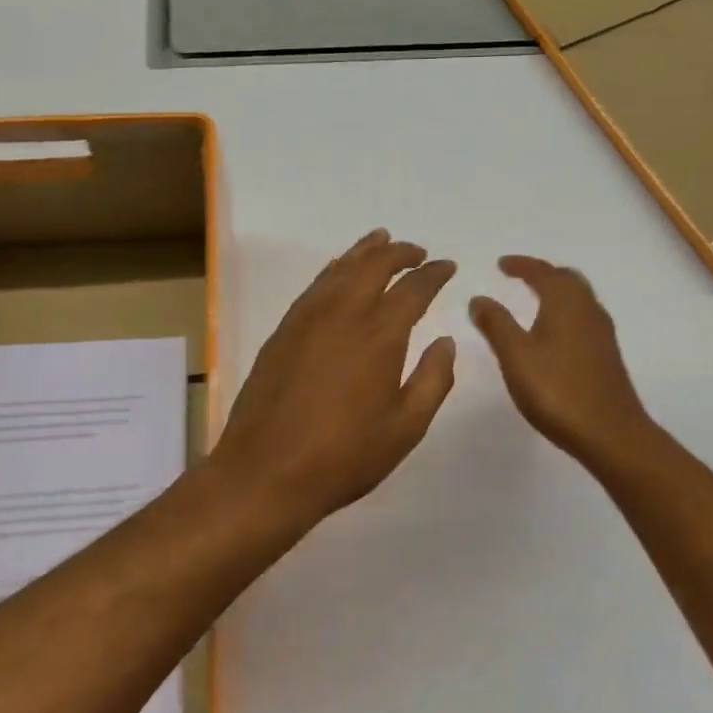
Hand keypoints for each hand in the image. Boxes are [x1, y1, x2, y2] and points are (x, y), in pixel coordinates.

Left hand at [211, 229, 457, 531]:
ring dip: (365, 251)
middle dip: (400, 252)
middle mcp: (343, 314)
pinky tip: (339, 271)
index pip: (414, 289)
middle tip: (417, 251)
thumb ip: (433, 380)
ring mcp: (307, 319)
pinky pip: (315, 285)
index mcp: (380, 335)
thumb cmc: (344, 457)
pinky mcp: (283, 331)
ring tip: (381, 240)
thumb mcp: (406, 428)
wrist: (265, 472)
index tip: (447, 267)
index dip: (434, 274)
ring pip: (341, 268)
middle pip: (375, 265)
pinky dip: (334, 269)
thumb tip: (446, 342)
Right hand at [469, 255, 656, 468]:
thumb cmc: (557, 391)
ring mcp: (602, 334)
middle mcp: (588, 311)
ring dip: (557, 292)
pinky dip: (565, 313)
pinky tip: (554, 334)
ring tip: (534, 300)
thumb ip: (495, 324)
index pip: (543, 272)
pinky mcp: (607, 356)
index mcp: (566, 303)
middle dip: (543, 274)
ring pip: (579, 299)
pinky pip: (584, 319)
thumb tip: (479, 298)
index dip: (521, 265)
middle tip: (520, 277)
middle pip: (568, 280)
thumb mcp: (515, 356)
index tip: (501, 264)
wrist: (610, 433)